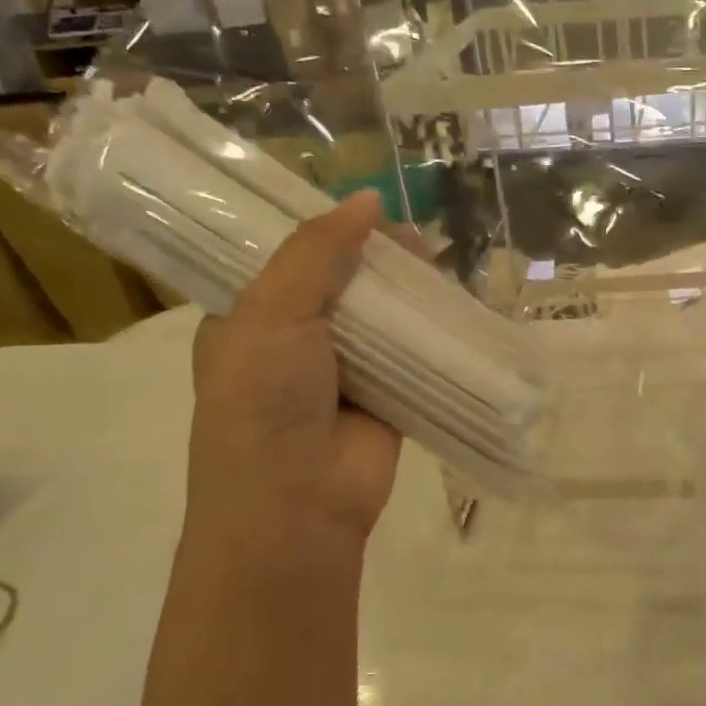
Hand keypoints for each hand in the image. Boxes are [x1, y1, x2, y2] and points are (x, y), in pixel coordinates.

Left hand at [181, 191, 401, 565]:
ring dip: (408, 290)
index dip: (325, 229)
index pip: (287, 258)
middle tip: (412, 235)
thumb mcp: (272, 313)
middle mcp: (296, 341)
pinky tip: (455, 301)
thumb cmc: (265, 403)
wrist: (298, 505)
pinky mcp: (388, 396)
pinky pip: (413, 352)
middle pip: (342, 282)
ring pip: (382, 316)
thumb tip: (369, 199)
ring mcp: (345, 371)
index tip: (365, 206)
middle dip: (375, 257)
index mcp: (250, 318)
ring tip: (437, 257)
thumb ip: (316, 252)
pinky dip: (432, 330)